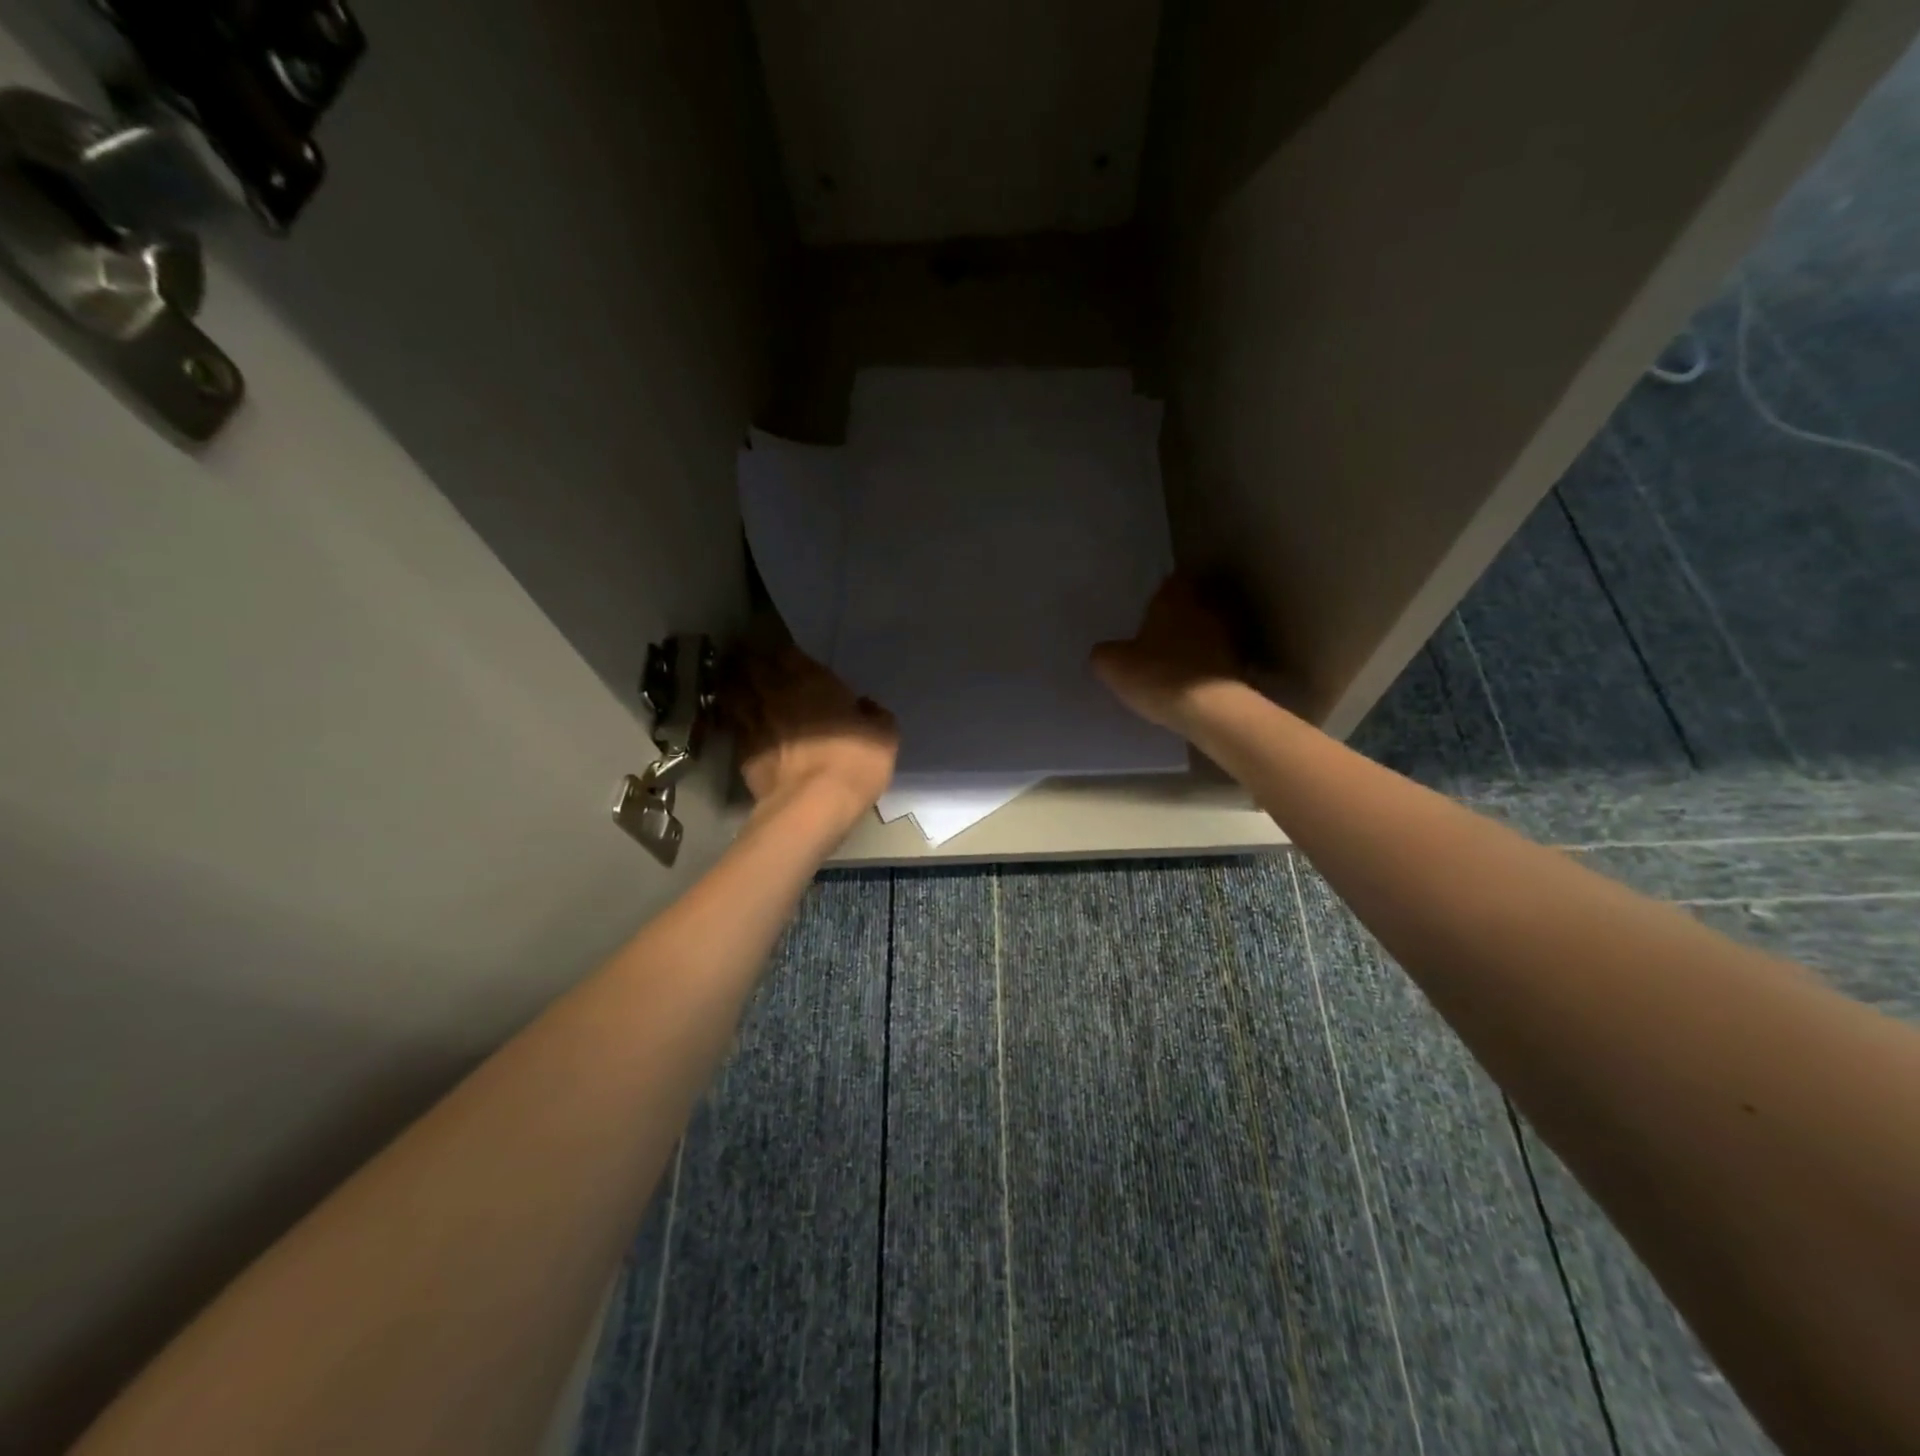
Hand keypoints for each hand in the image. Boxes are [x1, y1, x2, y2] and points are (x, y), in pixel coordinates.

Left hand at [722, 645, 897, 824]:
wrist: (811, 806)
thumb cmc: (853, 762)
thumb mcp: (884, 736)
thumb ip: (874, 714)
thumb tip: (865, 706)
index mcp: (811, 680)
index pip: (785, 651)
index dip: (781, 651)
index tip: (784, 654)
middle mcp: (776, 693)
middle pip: (751, 666)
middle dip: (750, 661)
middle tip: (752, 660)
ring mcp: (753, 722)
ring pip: (733, 693)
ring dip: (733, 685)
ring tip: (737, 685)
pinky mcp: (741, 752)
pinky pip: (733, 726)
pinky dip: (734, 721)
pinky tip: (739, 723)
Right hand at [1092, 574, 1241, 730]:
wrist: (1210, 710)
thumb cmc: (1158, 675)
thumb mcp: (1113, 666)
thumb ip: (1105, 653)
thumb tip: (1104, 652)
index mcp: (1174, 599)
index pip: (1172, 581)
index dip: (1161, 592)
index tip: (1149, 605)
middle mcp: (1205, 609)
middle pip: (1193, 604)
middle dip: (1179, 616)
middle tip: (1158, 632)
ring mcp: (1227, 637)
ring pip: (1207, 631)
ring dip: (1195, 641)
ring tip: (1174, 659)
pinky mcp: (1239, 665)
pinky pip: (1217, 658)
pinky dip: (1206, 665)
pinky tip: (1190, 681)